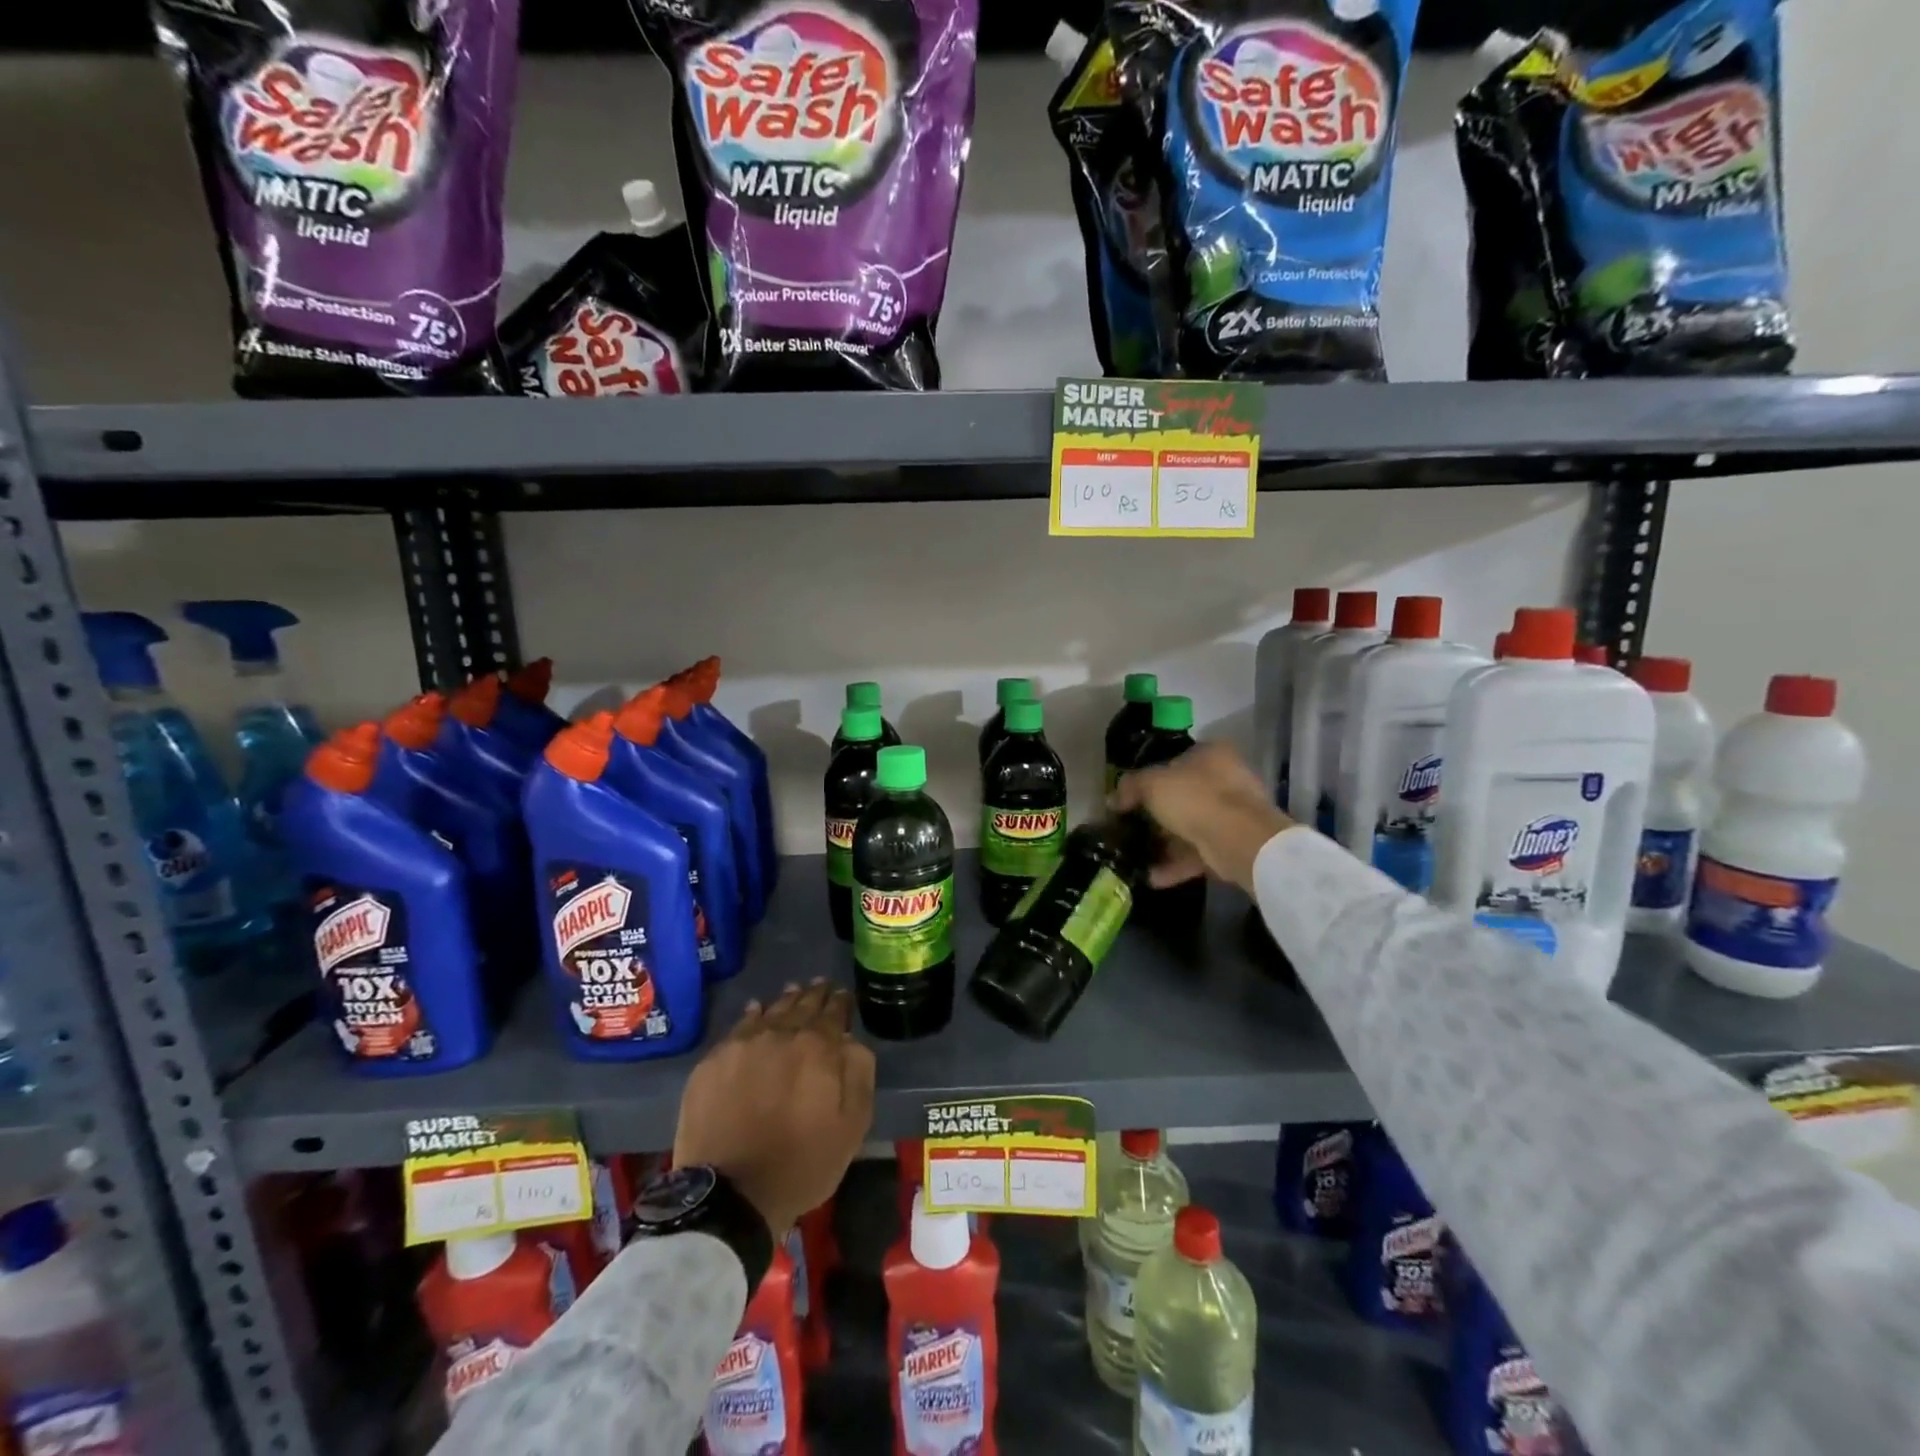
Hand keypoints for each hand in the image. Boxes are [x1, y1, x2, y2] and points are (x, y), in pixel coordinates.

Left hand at [673, 980, 875, 1236]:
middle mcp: (781, 1033)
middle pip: (801, 1005)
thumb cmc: (802, 1163)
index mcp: (819, 1047)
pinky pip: (738, 1027)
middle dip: (814, 995)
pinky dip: (751, 1015)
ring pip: (770, 1011)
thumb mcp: (852, 1126)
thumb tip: (851, 1040)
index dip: (840, 1002)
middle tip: (819, 986)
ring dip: (785, 1001)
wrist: (731, 1195)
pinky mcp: (713, 1061)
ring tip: (792, 993)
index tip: (843, 995)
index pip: (833, 1012)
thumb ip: (859, 1073)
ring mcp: (743, 1044)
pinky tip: (755, 1010)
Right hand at [1111, 741, 1293, 892]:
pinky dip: (1176, 865)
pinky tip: (1151, 877)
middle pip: (1182, 796)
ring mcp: (1232, 814)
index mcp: (1210, 754)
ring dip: (1164, 843)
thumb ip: (1130, 787)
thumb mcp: (1151, 784)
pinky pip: (1198, 853)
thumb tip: (1113, 799)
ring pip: (1189, 827)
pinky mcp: (1232, 845)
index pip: (1174, 760)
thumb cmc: (1194, 798)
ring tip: (1136, 856)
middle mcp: (1226, 779)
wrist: (1238, 839)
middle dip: (1156, 815)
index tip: (1130, 796)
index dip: (1149, 777)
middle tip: (1130, 827)